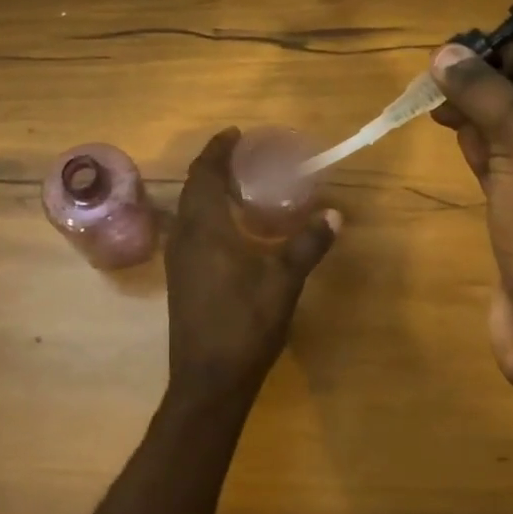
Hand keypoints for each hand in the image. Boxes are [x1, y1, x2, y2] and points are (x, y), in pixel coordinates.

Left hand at [165, 129, 339, 405]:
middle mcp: (185, 237)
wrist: (209, 379)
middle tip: (241, 154)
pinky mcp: (181, 278)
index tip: (235, 134)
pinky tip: (229, 227)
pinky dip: (205, 213)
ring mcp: (178, 259)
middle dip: (213, 166)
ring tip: (236, 184)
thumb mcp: (283, 282)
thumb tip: (334, 213)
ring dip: (206, 190)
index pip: (205, 175)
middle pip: (192, 188)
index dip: (218, 151)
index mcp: (205, 229)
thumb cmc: (245, 324)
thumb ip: (307, 244)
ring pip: (188, 210)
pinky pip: (189, 229)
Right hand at [430, 41, 512, 400]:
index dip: (505, 55)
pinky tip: (457, 137)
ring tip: (437, 103)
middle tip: (437, 77)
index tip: (453, 49)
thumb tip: (445, 53)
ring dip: (482, 116)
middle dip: (488, 86)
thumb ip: (486, 92)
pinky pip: (511, 169)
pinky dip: (484, 150)